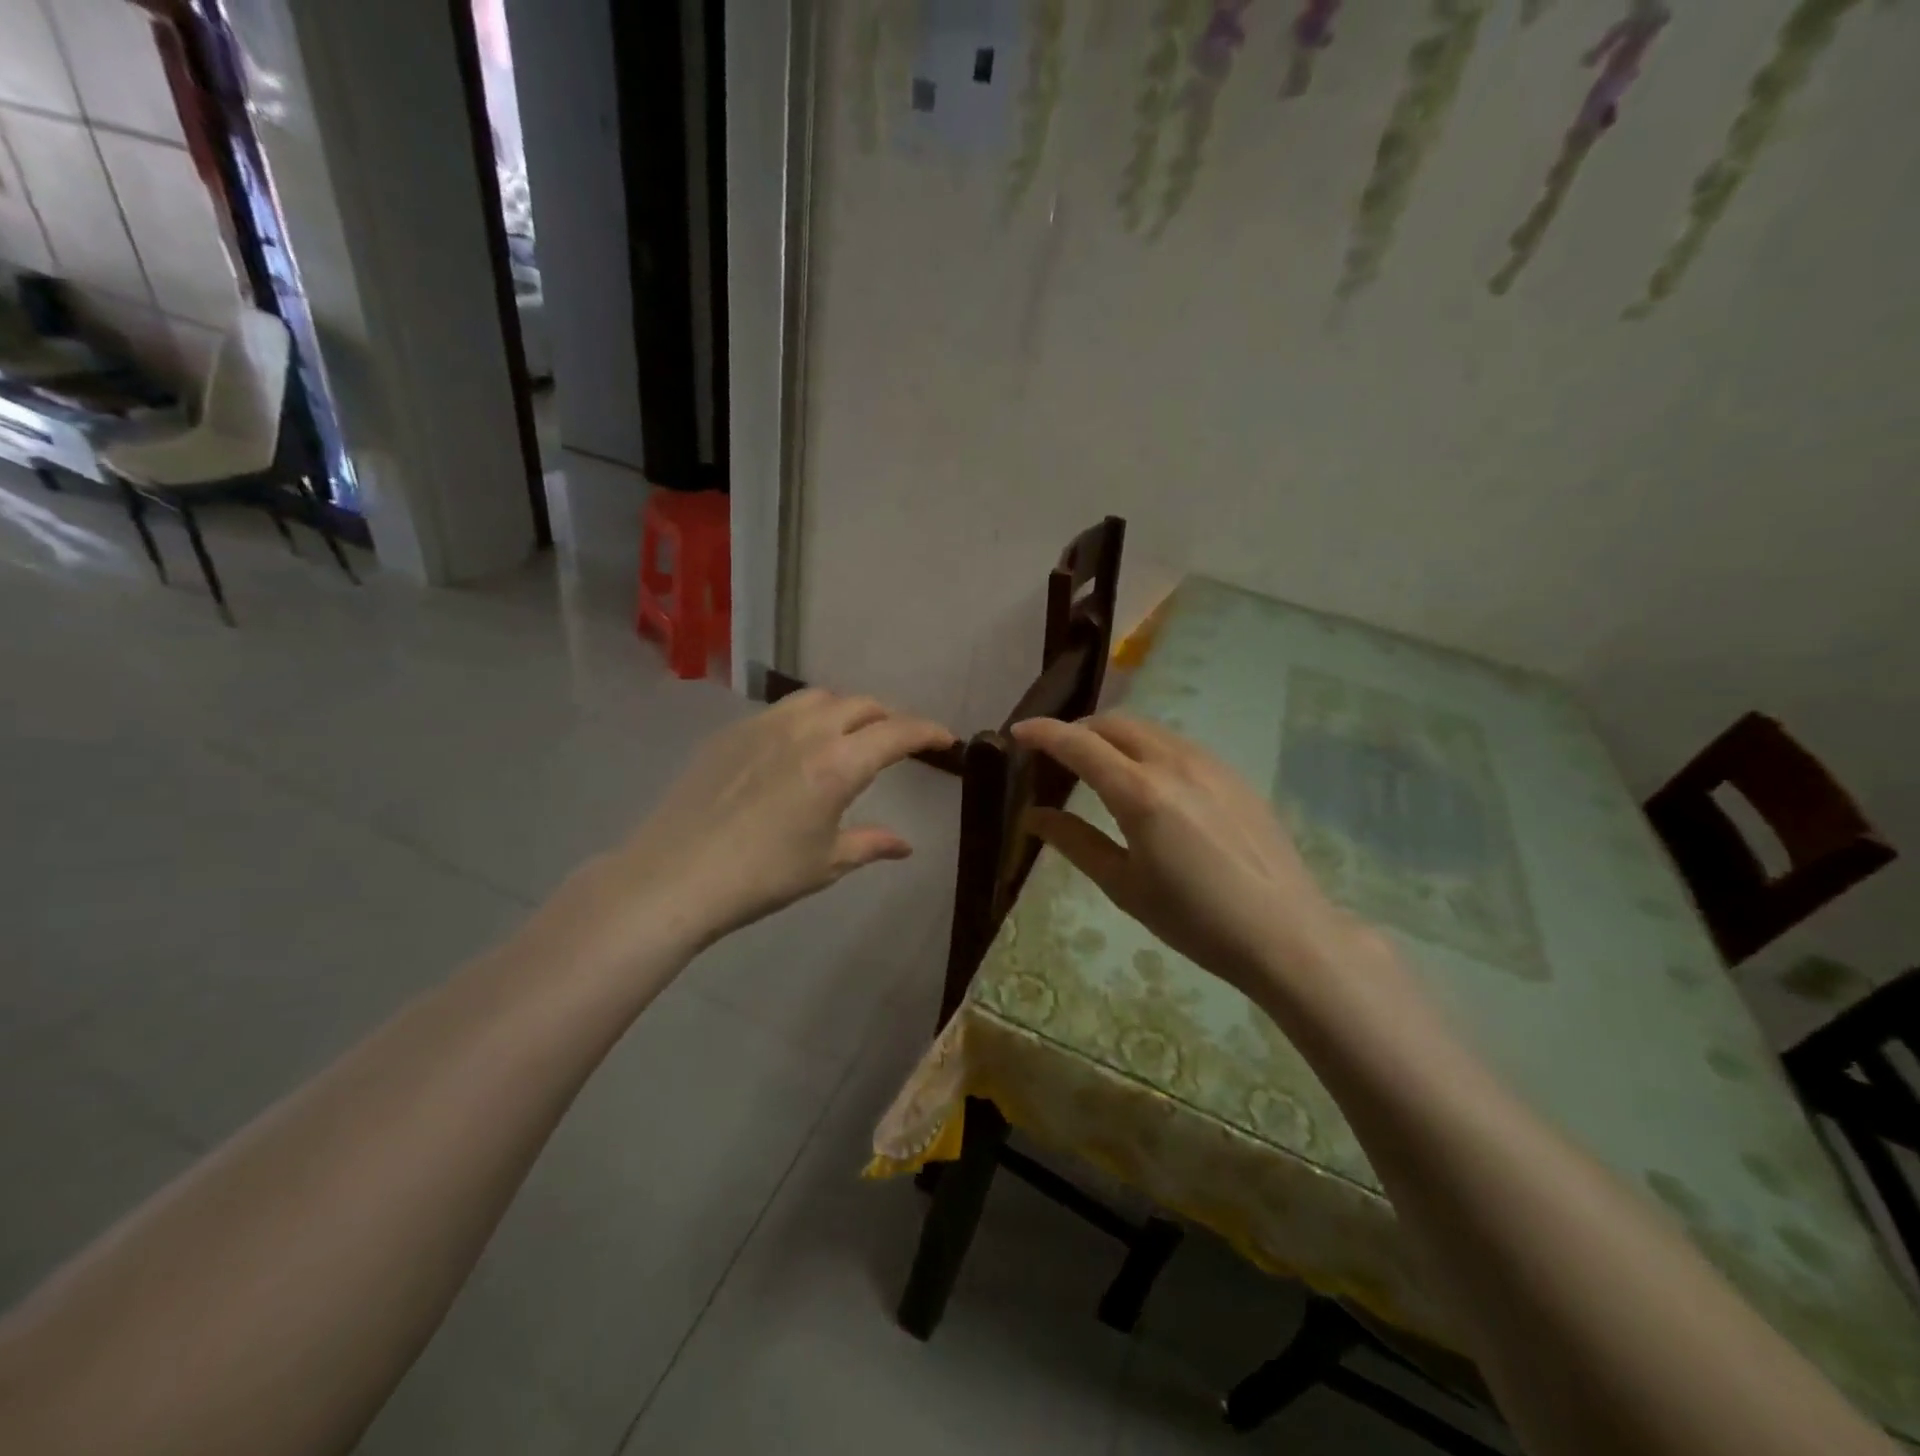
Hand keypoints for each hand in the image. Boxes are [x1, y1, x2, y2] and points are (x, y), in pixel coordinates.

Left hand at [559, 691, 954, 970]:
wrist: (676, 876)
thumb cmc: (762, 876)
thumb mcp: (825, 863)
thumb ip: (870, 843)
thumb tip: (905, 845)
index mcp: (838, 764)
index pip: (898, 732)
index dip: (928, 731)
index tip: (946, 739)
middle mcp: (807, 731)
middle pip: (861, 705)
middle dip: (888, 718)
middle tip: (897, 742)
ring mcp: (764, 725)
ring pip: (819, 697)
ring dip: (846, 710)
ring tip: (849, 735)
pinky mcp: (732, 732)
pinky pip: (782, 709)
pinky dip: (807, 717)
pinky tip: (797, 746)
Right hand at [1011, 714, 1382, 998]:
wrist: (1286, 933)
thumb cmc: (1195, 919)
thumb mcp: (1124, 886)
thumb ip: (1074, 843)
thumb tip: (1032, 816)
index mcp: (1140, 792)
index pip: (1079, 744)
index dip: (1043, 733)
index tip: (1017, 732)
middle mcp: (1174, 763)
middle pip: (1114, 724)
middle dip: (1078, 730)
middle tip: (1055, 754)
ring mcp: (1209, 764)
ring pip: (1148, 730)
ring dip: (1113, 736)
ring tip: (1098, 765)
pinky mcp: (1233, 774)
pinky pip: (1177, 744)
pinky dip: (1146, 748)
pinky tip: (1148, 781)